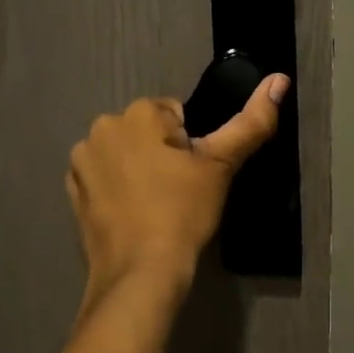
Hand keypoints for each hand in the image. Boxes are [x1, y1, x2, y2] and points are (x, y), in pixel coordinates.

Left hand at [66, 76, 287, 294]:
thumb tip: (280, 80)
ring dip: (139, 168)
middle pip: (147, 130)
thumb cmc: (184, 212)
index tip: (193, 174)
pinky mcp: (73, 191)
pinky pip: (105, 177)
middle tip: (179, 190)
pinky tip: (134, 213)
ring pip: (125, 152)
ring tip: (157, 204)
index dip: (191, 144)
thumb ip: (252, 120)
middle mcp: (102, 127)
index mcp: (138, 113)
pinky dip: (118, 188)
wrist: (141, 272)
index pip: (175, 114)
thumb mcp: (222, 165)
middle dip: (162, 152)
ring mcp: (82, 161)